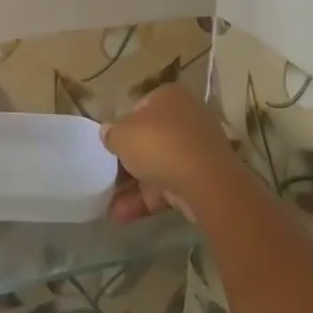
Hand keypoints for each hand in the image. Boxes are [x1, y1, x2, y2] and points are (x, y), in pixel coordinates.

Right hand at [101, 83, 242, 223]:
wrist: (205, 183)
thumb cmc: (159, 144)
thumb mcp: (122, 134)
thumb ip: (111, 133)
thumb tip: (108, 133)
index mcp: (170, 97)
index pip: (141, 107)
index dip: (123, 126)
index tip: (111, 145)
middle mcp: (187, 118)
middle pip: (151, 139)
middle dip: (127, 161)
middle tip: (107, 176)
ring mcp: (197, 150)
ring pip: (159, 166)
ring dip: (132, 186)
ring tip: (107, 204)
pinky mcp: (203, 179)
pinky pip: (169, 186)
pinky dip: (146, 200)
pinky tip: (121, 215)